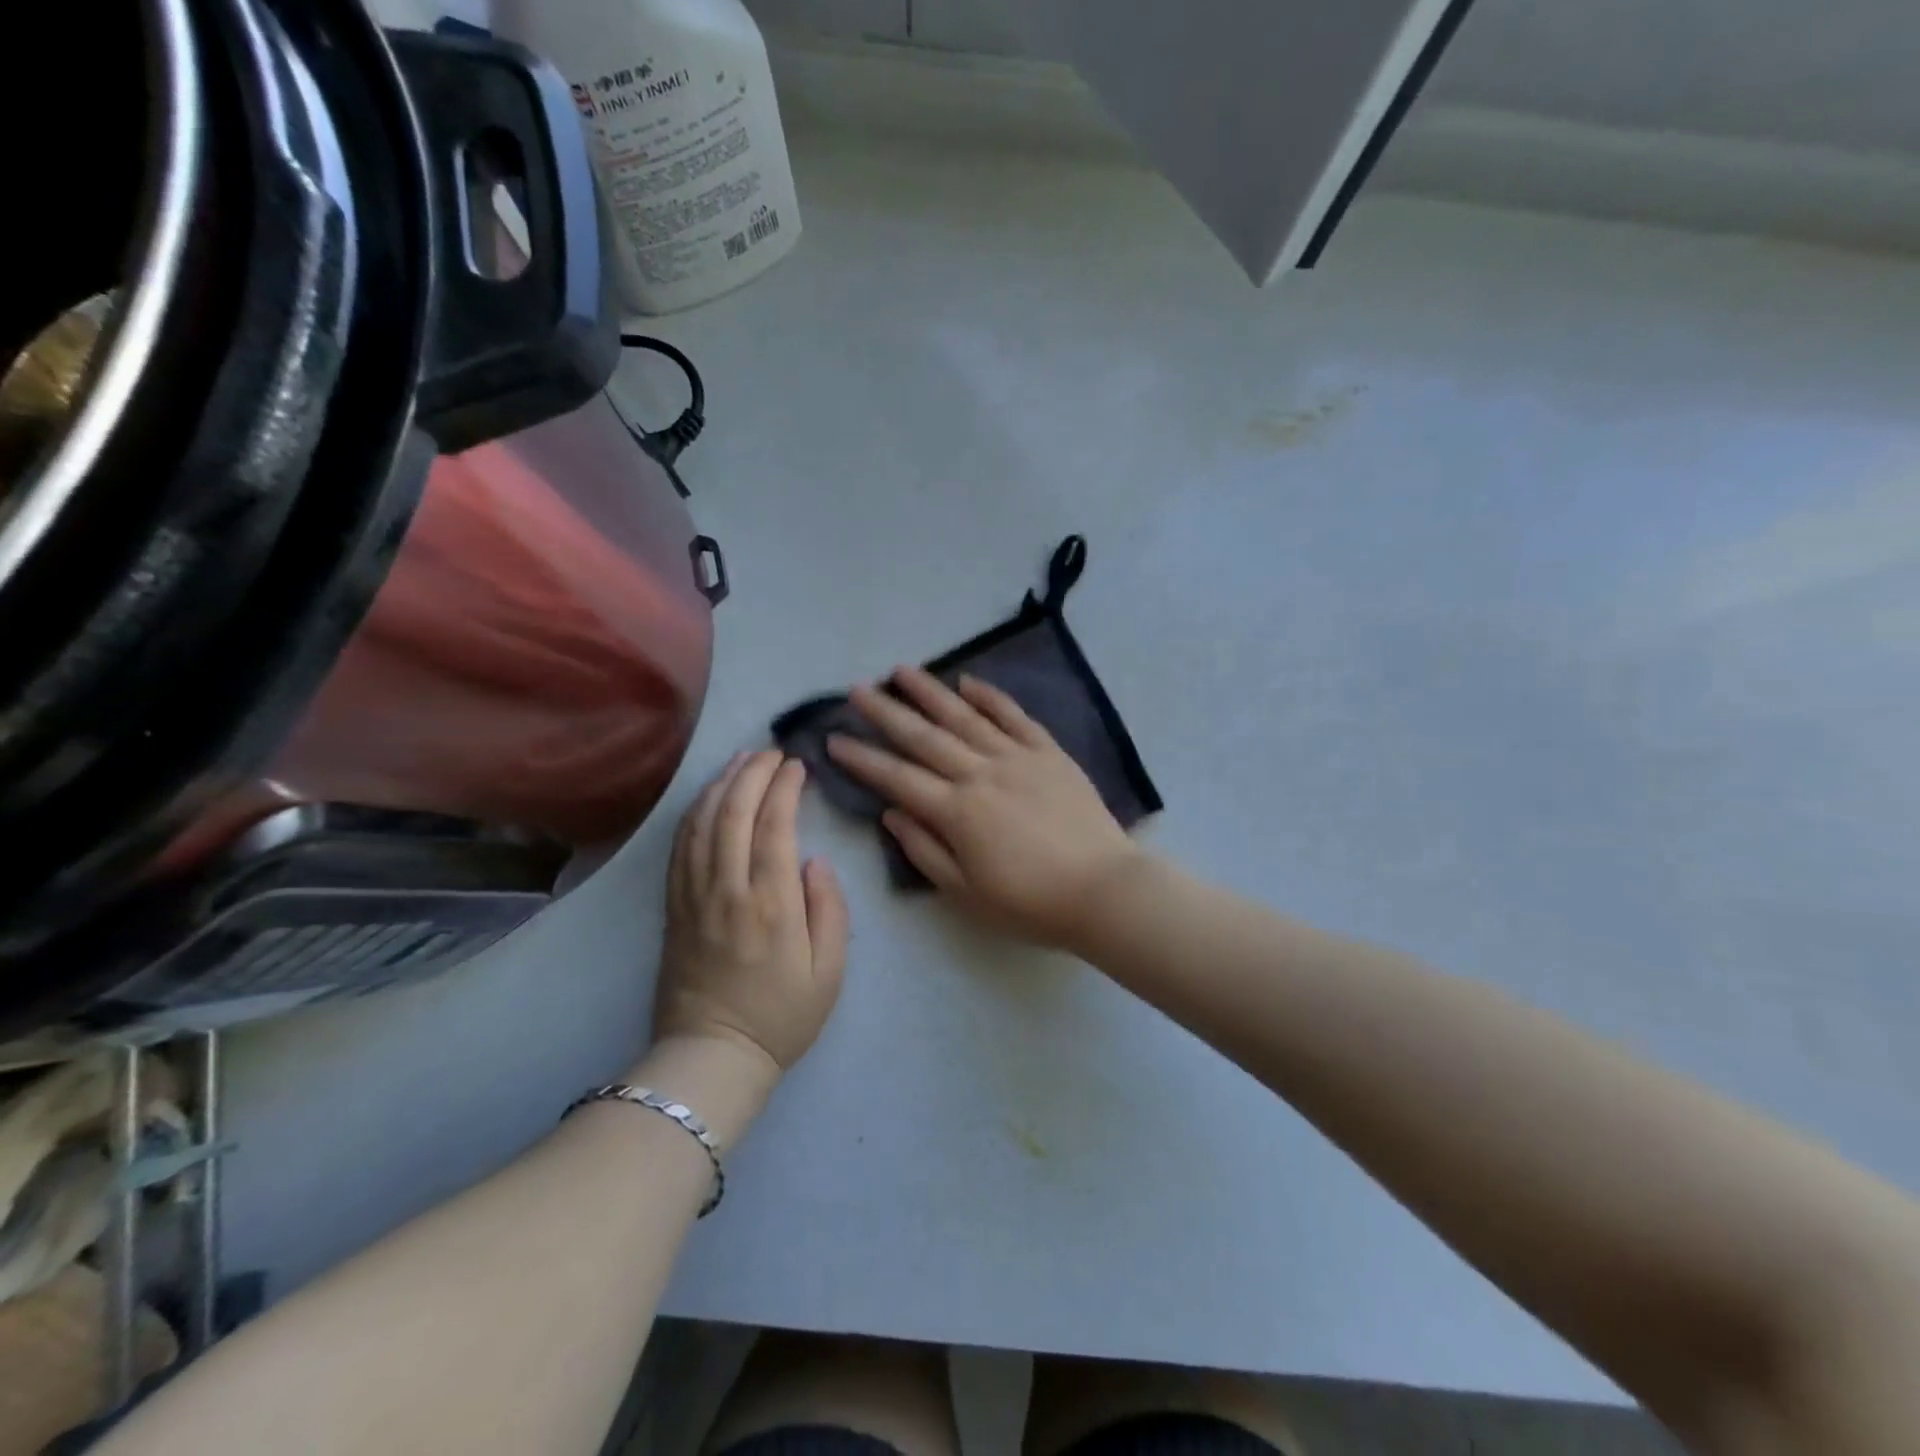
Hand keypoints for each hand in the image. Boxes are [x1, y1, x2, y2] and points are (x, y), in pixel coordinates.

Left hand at [653, 751, 849, 1077]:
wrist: (712, 1055)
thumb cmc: (781, 1016)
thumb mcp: (829, 972)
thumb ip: (829, 910)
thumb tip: (814, 862)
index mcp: (770, 904)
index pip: (774, 825)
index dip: (784, 787)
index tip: (796, 765)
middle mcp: (726, 889)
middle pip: (733, 813)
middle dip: (752, 773)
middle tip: (770, 751)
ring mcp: (693, 895)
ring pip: (702, 822)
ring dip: (721, 784)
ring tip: (740, 760)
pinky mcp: (673, 905)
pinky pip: (680, 846)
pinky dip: (694, 812)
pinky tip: (707, 797)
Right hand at [826, 667, 1144, 947]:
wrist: (1103, 890)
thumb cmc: (1031, 903)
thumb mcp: (967, 893)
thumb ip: (925, 850)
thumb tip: (890, 814)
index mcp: (957, 812)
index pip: (897, 778)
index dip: (862, 759)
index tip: (833, 739)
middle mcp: (980, 774)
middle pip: (924, 737)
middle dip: (886, 712)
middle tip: (857, 689)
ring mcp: (1017, 757)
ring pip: (965, 717)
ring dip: (930, 692)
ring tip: (902, 671)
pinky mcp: (1049, 752)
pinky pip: (1014, 717)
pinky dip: (990, 697)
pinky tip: (968, 682)